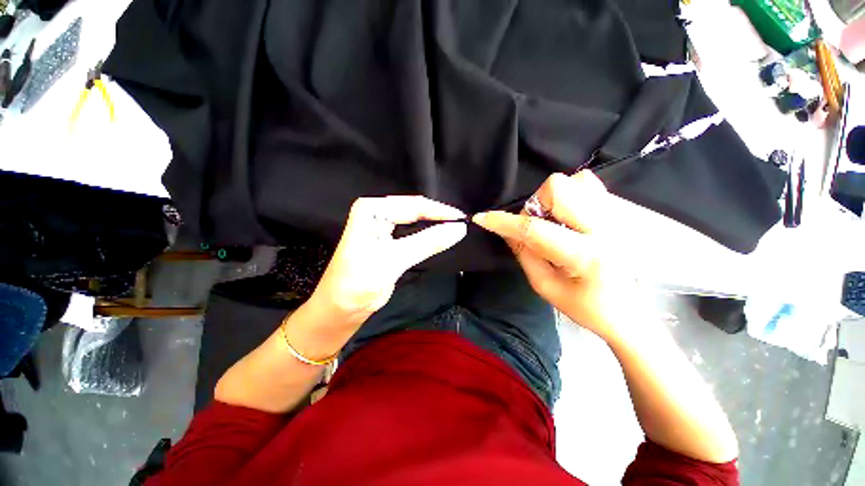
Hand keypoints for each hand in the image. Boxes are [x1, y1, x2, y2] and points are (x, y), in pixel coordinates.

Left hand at [309, 196, 466, 326]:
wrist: (340, 308)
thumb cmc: (359, 281)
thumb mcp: (395, 259)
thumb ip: (428, 242)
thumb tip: (459, 229)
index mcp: (372, 209)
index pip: (413, 205)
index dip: (439, 211)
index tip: (463, 219)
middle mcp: (376, 213)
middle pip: (414, 210)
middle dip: (438, 216)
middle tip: (462, 224)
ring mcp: (382, 226)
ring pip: (415, 221)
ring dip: (434, 225)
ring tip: (456, 228)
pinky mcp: (387, 240)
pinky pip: (412, 233)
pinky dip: (427, 235)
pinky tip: (440, 236)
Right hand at [473, 171, 639, 342]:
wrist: (629, 311)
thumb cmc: (585, 306)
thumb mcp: (545, 286)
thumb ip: (523, 254)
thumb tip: (506, 230)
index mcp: (584, 256)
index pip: (535, 230)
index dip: (504, 222)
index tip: (483, 218)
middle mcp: (604, 228)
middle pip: (559, 188)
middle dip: (536, 204)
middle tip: (537, 225)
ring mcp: (616, 216)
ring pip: (574, 181)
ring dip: (552, 200)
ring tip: (555, 222)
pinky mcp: (619, 212)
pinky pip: (589, 184)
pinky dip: (570, 194)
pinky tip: (569, 215)